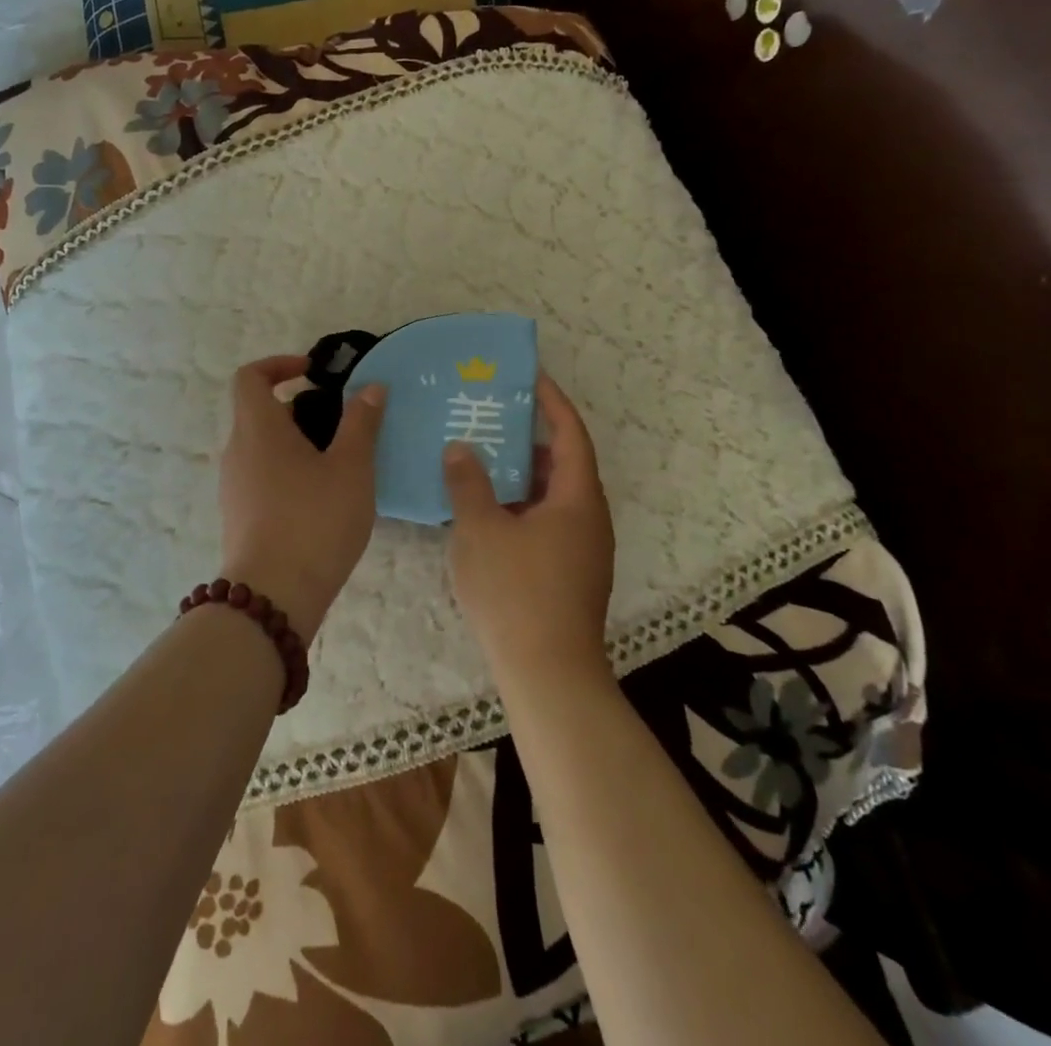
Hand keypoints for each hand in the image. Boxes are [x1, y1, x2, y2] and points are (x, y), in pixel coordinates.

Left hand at [219, 355, 387, 640]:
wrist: (272, 597)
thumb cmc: (314, 521)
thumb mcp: (351, 468)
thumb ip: (361, 423)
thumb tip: (370, 387)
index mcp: (257, 428)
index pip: (250, 376)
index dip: (279, 364)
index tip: (314, 373)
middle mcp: (237, 451)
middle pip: (259, 412)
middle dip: (300, 408)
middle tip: (342, 422)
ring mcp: (233, 486)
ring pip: (263, 447)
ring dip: (297, 443)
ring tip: (340, 463)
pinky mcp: (239, 516)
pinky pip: (262, 476)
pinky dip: (289, 471)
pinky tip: (323, 498)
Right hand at [444, 373, 615, 682]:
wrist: (548, 674)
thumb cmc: (516, 591)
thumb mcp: (481, 529)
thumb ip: (468, 482)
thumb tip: (461, 448)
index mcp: (576, 498)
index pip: (569, 434)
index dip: (551, 402)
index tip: (529, 377)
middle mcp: (588, 518)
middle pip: (562, 464)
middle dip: (528, 439)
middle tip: (491, 417)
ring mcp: (583, 549)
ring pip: (552, 497)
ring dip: (520, 475)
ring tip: (481, 459)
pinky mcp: (570, 574)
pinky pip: (546, 522)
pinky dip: (520, 506)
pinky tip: (485, 512)